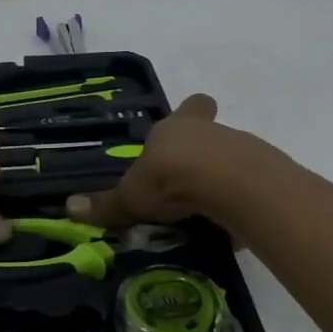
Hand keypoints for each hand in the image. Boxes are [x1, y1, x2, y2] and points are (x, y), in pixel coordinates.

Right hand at [65, 93, 236, 229]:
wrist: (228, 184)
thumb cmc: (171, 177)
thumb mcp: (132, 196)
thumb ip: (106, 204)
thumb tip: (69, 207)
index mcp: (176, 127)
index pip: (191, 107)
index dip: (190, 112)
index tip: (188, 125)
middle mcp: (210, 132)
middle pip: (212, 131)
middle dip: (203, 151)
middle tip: (190, 178)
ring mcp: (242, 151)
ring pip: (232, 158)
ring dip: (221, 178)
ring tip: (204, 210)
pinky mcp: (264, 177)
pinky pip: (249, 188)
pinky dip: (239, 203)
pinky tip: (227, 224)